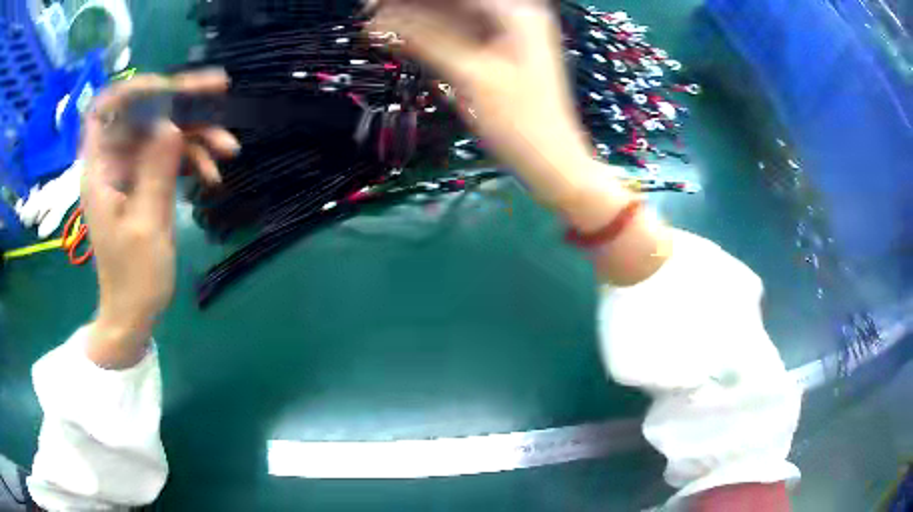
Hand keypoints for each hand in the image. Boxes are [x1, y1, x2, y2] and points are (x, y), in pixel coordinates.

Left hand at [82, 70, 238, 367]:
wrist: (133, 312)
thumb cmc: (133, 279)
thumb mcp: (146, 226)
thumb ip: (156, 171)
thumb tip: (172, 123)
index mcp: (100, 170)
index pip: (106, 108)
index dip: (135, 88)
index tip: (171, 87)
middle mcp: (112, 161)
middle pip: (143, 112)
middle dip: (181, 102)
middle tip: (221, 93)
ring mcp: (129, 170)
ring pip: (161, 132)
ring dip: (195, 135)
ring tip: (228, 149)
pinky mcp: (144, 181)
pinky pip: (168, 155)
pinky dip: (191, 158)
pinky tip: (212, 174)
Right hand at [371, 1, 669, 285]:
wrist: (551, 161)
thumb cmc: (519, 123)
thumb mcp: (469, 76)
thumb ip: (425, 40)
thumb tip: (380, 19)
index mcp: (516, 13)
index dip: (409, 0)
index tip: (373, 4)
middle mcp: (515, 15)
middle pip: (453, 4)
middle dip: (410, 7)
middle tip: (371, 13)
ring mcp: (508, 33)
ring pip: (453, 15)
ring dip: (416, 19)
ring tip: (377, 26)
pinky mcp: (500, 51)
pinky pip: (459, 33)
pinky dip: (431, 35)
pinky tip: (402, 36)